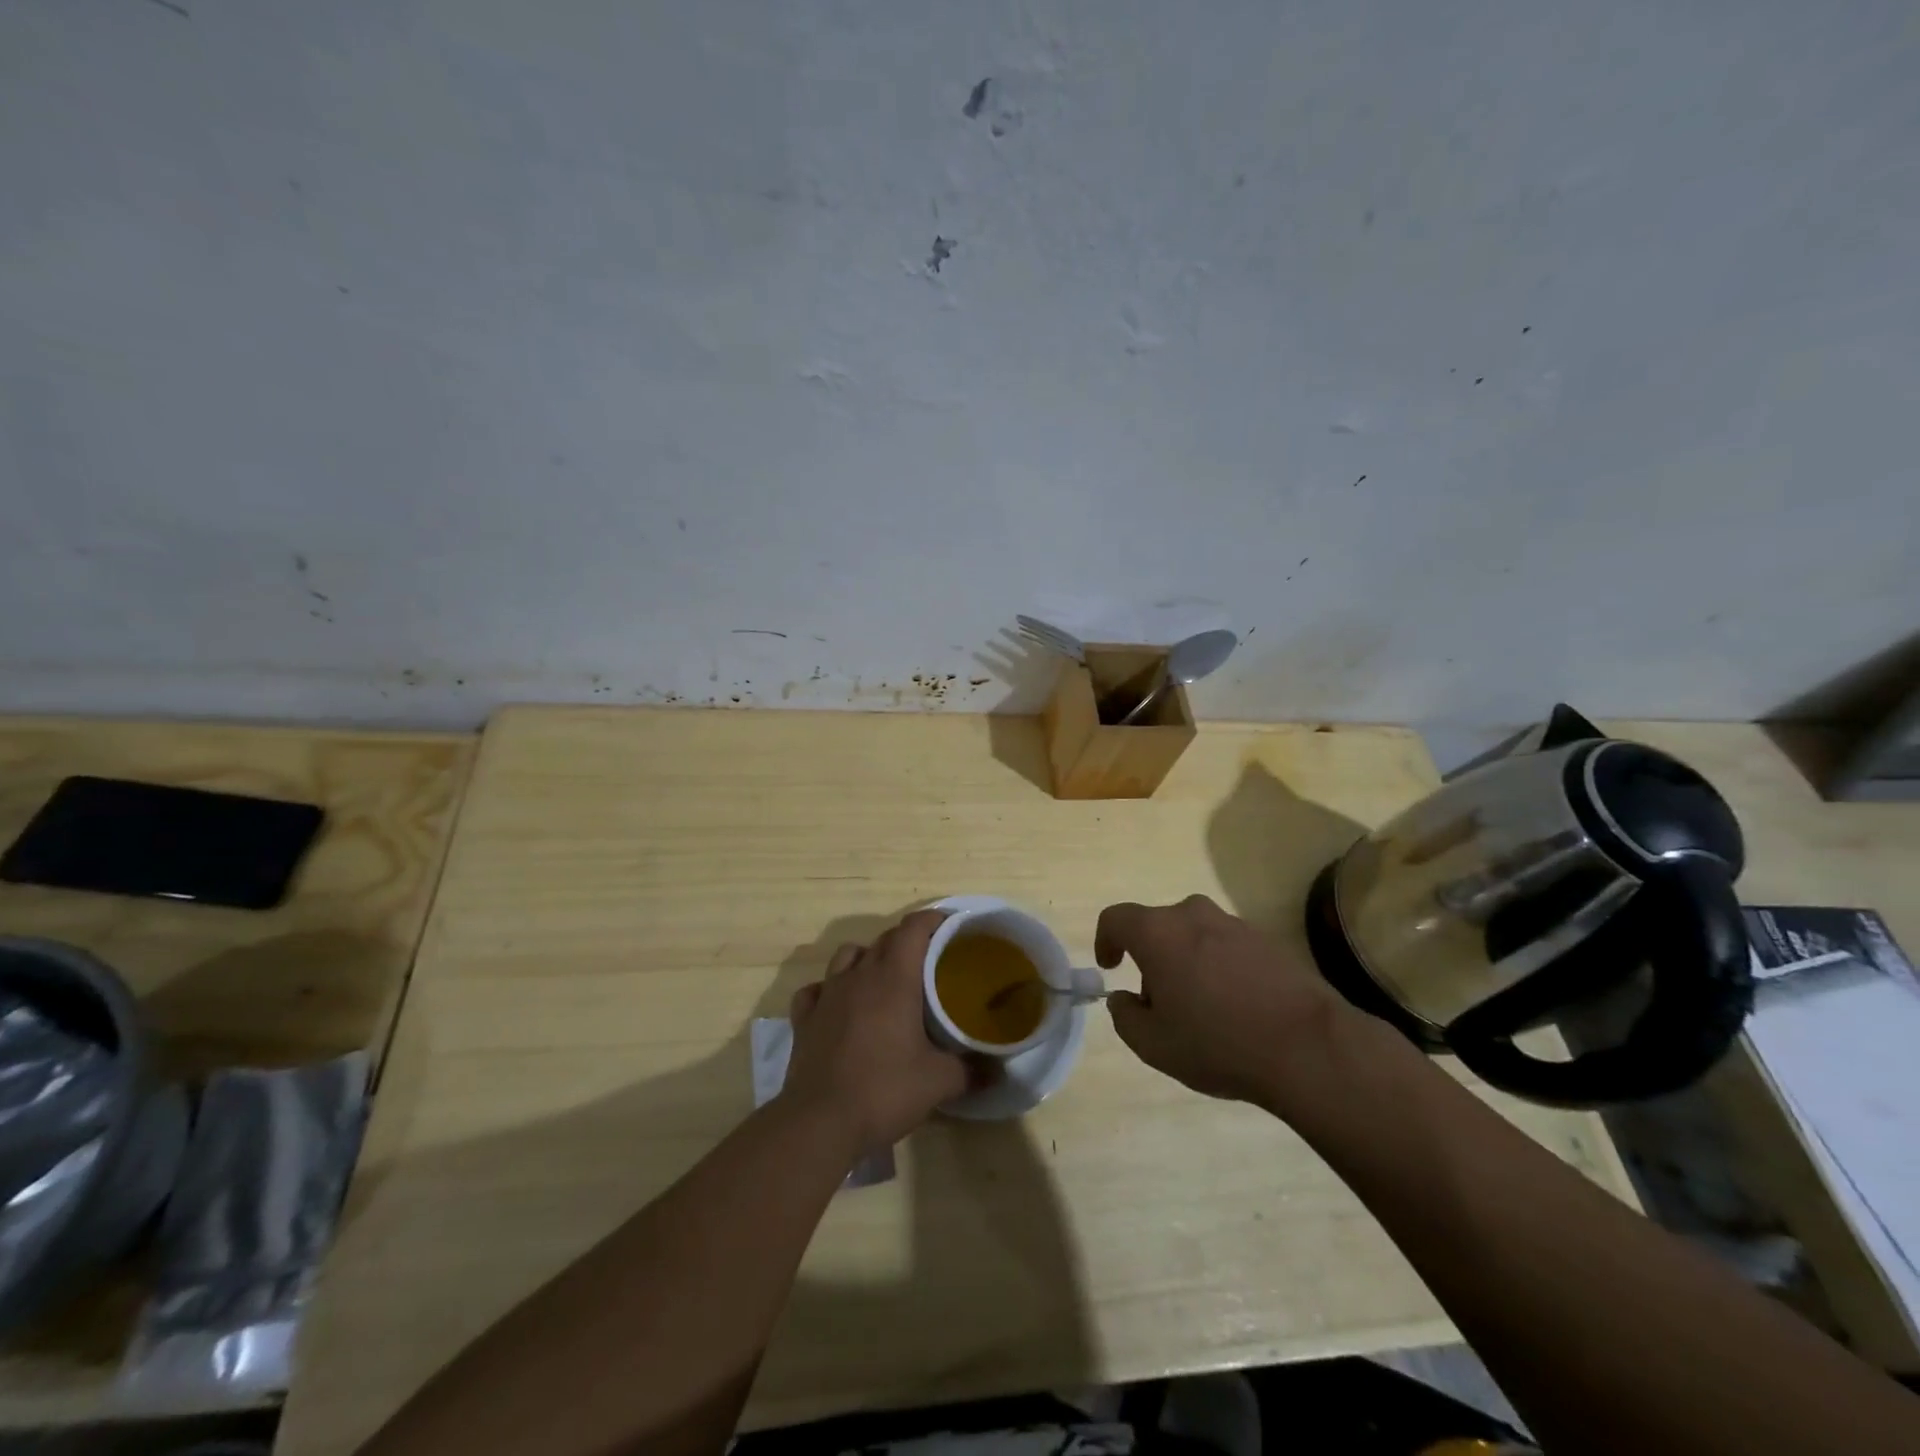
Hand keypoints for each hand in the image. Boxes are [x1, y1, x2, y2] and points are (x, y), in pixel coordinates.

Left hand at [783, 910, 971, 1152]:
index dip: (932, 920)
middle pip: (884, 939)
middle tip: (928, 962)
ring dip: (867, 957)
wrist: (819, 1122)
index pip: (913, 929)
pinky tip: (838, 1006)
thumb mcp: (939, 1083)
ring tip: (882, 979)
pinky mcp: (804, 1019)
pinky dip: (828, 989)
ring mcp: (827, 995)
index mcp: (894, 978)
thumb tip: (997, 1071)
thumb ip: (971, 1070)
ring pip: (847, 955)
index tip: (950, 927)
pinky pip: (816, 989)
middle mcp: (859, 976)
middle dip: (907, 941)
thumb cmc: (884, 1091)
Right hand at [1096, 894, 1352, 1110]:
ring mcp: (1234, 924)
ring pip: (1193, 935)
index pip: (1116, 918)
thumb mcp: (1153, 1045)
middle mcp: (1193, 915)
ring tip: (1200, 1009)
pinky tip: (1235, 1008)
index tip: (1111, 967)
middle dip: (1150, 958)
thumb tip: (1124, 999)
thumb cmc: (1218, 1043)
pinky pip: (1227, 946)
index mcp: (1158, 932)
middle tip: (1158, 1002)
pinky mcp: (1267, 940)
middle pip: (1157, 927)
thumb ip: (1124, 1017)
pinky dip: (1219, 968)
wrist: (1308, 1047)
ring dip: (1186, 962)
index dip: (1105, 940)